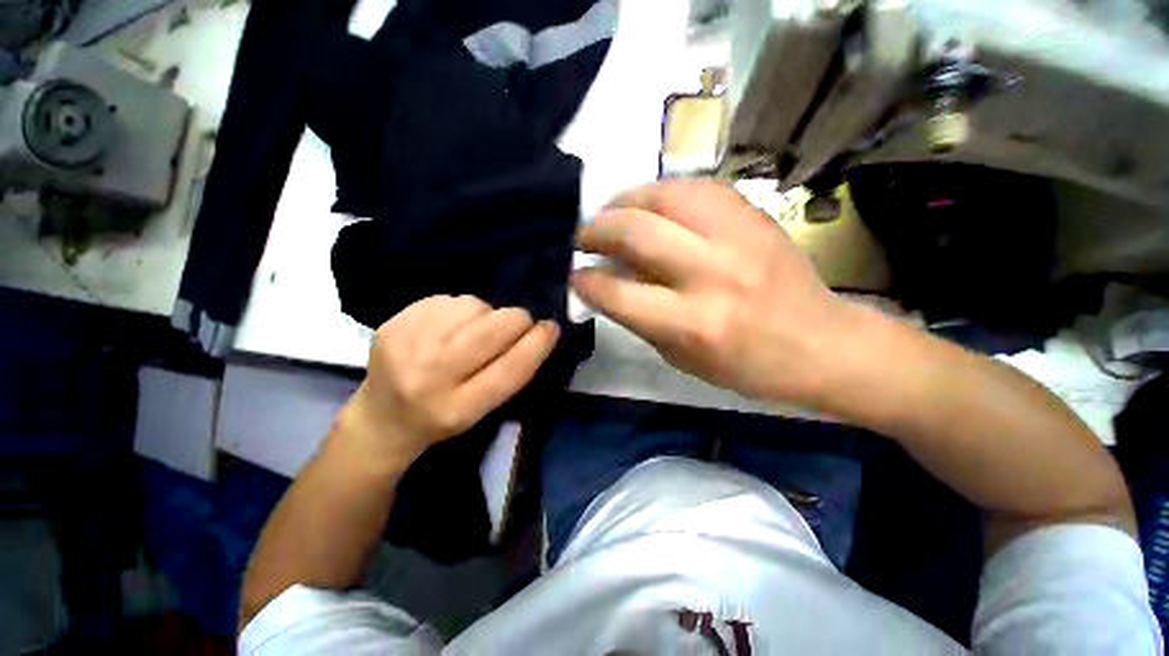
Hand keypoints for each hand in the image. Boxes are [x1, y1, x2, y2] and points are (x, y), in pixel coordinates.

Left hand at [334, 295, 559, 470]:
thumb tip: (538, 330)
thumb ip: (512, 373)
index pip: (510, 369)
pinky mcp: (393, 323)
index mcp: (458, 409)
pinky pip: (449, 298)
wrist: (381, 419)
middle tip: (517, 325)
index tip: (552, 328)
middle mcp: (430, 377)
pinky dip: (462, 309)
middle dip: (517, 320)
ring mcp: (406, 345)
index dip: (537, 343)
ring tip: (475, 330)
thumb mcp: (483, 411)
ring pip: (473, 305)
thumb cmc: (443, 418)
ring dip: (486, 314)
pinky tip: (452, 325)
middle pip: (491, 329)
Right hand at [572, 179, 853, 404]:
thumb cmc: (744, 365)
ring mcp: (738, 236)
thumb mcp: (680, 357)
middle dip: (596, 230)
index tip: (574, 274)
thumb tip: (606, 281)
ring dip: (625, 201)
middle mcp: (711, 274)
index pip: (618, 292)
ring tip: (612, 212)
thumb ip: (638, 317)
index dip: (586, 281)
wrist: (820, 343)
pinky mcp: (754, 215)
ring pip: (664, 195)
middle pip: (635, 232)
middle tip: (584, 236)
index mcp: (692, 323)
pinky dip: (663, 191)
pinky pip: (697, 186)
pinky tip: (651, 204)